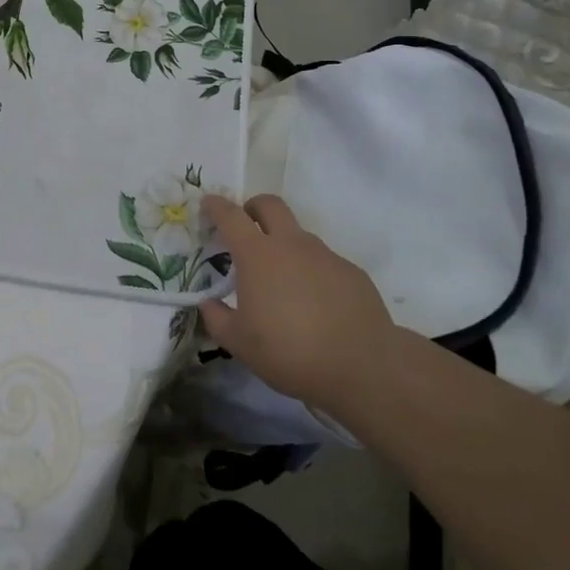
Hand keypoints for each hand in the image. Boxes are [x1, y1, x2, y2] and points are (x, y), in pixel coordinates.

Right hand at [199, 193, 403, 417]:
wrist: (362, 366)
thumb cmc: (289, 351)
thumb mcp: (239, 343)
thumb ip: (217, 318)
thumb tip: (207, 303)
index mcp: (258, 255)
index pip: (231, 216)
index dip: (216, 206)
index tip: (208, 204)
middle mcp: (291, 244)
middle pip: (270, 205)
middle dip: (253, 207)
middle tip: (246, 227)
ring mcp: (325, 255)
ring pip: (299, 234)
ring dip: (284, 244)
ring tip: (281, 281)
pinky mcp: (351, 272)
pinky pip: (324, 261)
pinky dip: (311, 271)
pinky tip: (315, 304)